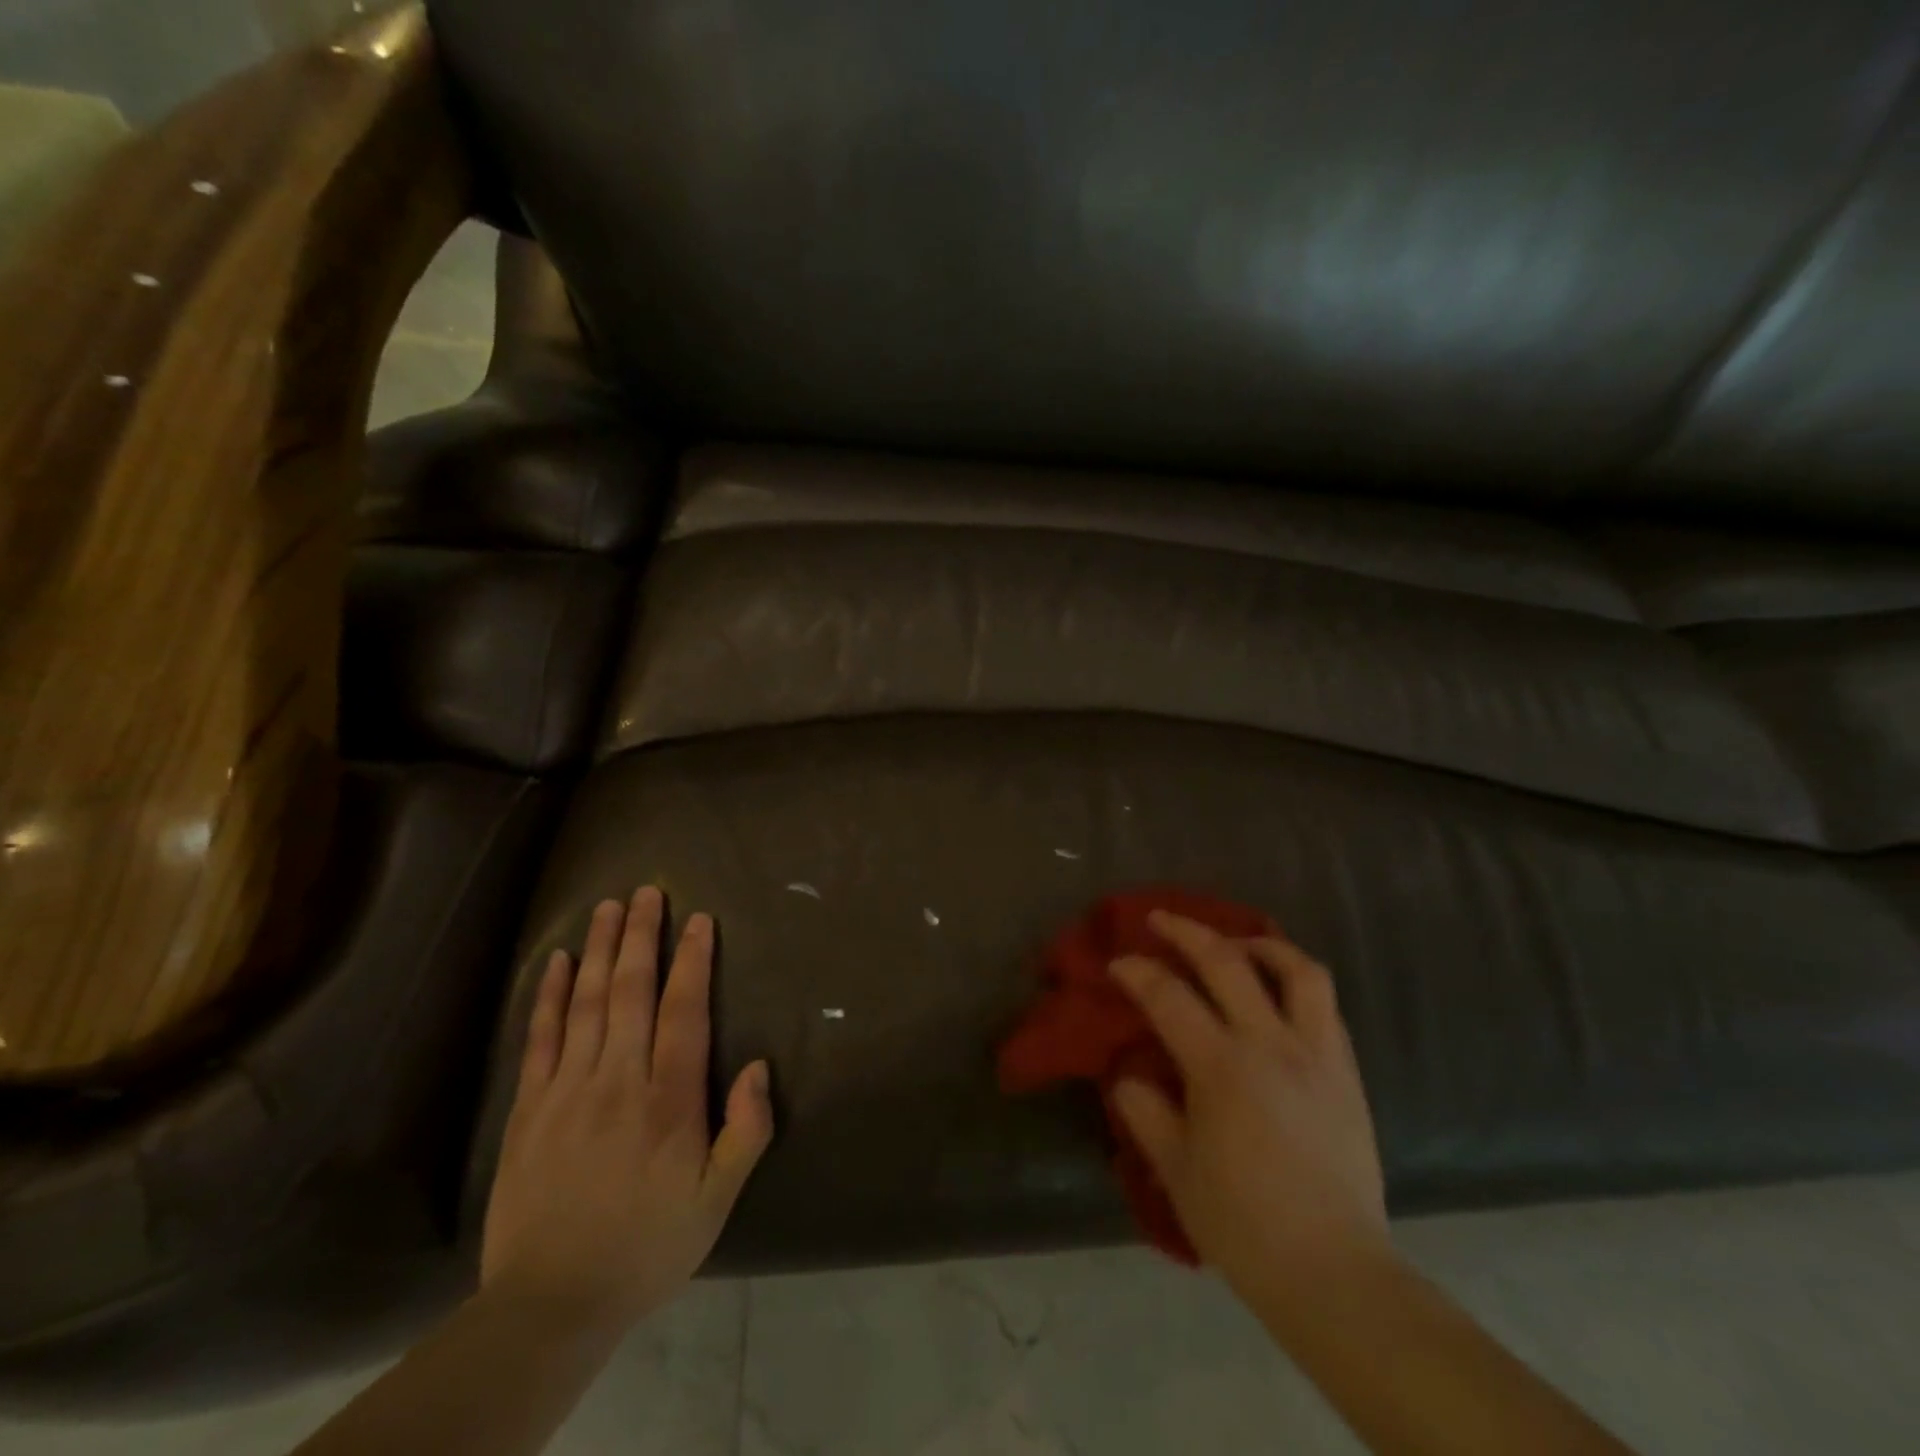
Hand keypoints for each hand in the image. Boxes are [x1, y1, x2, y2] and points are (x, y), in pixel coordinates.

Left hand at [480, 887, 772, 1330]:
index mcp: (669, 1100)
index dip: (692, 960)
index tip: (698, 920)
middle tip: (648, 890)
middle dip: (642, 936)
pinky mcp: (528, 1107)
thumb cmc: (648, 1246)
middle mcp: (618, 1079)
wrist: (550, 1304)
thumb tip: (759, 1067)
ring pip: (587, 1002)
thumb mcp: (717, 1200)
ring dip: (600, 949)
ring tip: (609, 907)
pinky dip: (550, 994)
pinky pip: (540, 1037)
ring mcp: (568, 1089)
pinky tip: (558, 961)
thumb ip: (746, 1131)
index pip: (684, 1011)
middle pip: (631, 991)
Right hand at [1109, 912, 1387, 1302]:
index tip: (1118, 963)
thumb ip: (1146, 1112)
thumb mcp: (1175, 1170)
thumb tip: (1130, 1076)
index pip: (1169, 997)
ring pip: (1298, 970)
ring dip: (1261, 944)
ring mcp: (1317, 1054)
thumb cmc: (1244, 1225)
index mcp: (1222, 1068)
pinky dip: (1296, 983)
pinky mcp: (1348, 1073)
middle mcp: (1271, 1045)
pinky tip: (1278, 994)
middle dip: (1187, 931)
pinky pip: (1325, 1006)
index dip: (1137, 972)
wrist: (1334, 1272)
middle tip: (1161, 920)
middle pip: (1228, 962)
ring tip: (1237, 944)